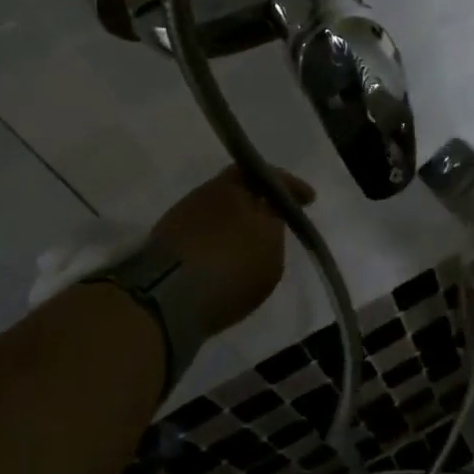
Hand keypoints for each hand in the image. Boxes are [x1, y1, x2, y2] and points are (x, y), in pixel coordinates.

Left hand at [147, 165, 315, 341]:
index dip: (291, 187)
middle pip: (239, 189)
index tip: (309, 199)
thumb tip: (269, 216)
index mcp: (235, 186)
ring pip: (219, 210)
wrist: (167, 297)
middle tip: (276, 219)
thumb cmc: (230, 268)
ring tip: (252, 243)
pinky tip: (225, 258)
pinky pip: (202, 233)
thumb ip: (274, 228)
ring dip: (236, 221)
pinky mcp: (165, 241)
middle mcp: (207, 192)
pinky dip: (218, 240)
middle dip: (260, 202)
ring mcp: (182, 215)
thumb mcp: (270, 250)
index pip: (270, 175)